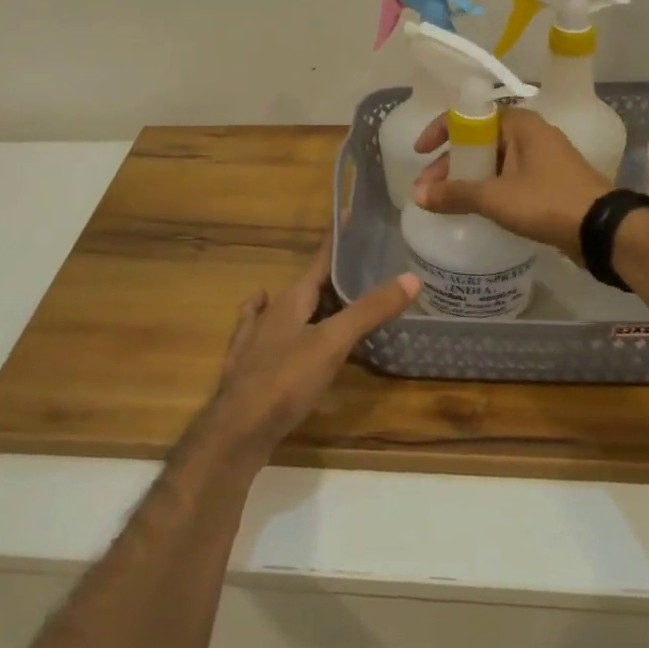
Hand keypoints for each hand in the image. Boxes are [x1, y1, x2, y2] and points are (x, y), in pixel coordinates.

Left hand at [196, 240, 418, 465]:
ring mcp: (256, 337)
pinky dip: (274, 321)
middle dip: (331, 276)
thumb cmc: (285, 380)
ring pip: (287, 309)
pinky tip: (265, 314)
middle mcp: (272, 311)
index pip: (319, 259)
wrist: (237, 430)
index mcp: (291, 299)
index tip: (350, 217)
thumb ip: (369, 311)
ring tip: (334, 298)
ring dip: (311, 301)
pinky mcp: (249, 365)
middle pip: (307, 286)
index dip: (337, 240)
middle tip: (362, 268)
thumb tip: (411, 277)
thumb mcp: (332, 343)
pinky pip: (264, 331)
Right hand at [411, 107, 611, 257]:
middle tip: (430, 188)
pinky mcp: (550, 182)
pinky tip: (476, 207)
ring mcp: (543, 158)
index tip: (421, 153)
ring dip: (469, 177)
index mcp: (520, 124)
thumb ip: (454, 194)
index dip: (440, 131)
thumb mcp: (495, 197)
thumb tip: (417, 195)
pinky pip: (509, 177)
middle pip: (480, 140)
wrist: (603, 230)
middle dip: (451, 162)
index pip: (470, 116)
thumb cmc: (547, 201)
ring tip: (447, 201)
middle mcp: (532, 134)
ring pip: (494, 161)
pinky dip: (489, 187)